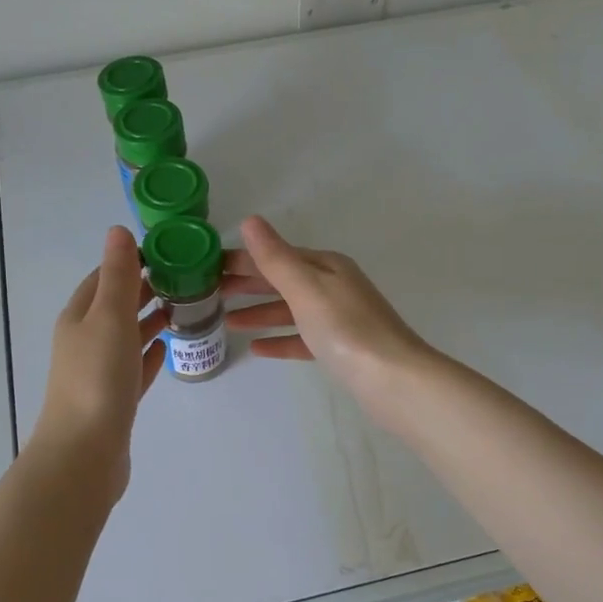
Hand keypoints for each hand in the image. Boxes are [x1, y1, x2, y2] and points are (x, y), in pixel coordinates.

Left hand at [32, 226, 168, 495]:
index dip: (132, 261)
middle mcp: (85, 340)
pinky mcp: (114, 398)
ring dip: (151, 318)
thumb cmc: (98, 378)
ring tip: (186, 306)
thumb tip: (118, 230)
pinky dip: (150, 352)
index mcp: (79, 316)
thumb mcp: (110, 317)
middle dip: (146, 288)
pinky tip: (168, 347)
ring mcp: (99, 371)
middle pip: (116, 305)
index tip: (169, 252)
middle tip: (187, 278)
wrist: (85, 452)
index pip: (104, 276)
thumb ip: (118, 275)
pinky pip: (135, 366)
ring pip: (127, 335)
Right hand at [223, 215, 437, 427]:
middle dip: (247, 285)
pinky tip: (256, 348)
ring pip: (290, 310)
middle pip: (282, 281)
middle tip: (209, 294)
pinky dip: (279, 339)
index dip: (242, 260)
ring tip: (225, 322)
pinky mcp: (340, 349)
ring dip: (259, 313)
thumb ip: (276, 258)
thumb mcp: (307, 288)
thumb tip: (251, 221)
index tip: (207, 267)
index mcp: (327, 266)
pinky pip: (302, 338)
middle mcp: (334, 286)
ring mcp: (339, 319)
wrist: (394, 380)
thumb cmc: (347, 330)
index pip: (276, 255)